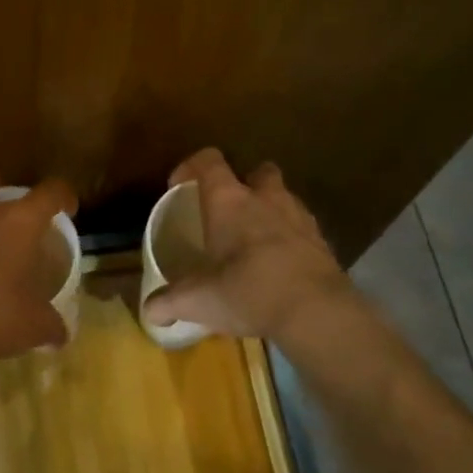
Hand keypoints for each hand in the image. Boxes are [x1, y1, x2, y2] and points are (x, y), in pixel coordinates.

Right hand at [143, 149, 353, 341]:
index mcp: (229, 201)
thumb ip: (168, 302)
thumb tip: (149, 311)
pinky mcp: (323, 242)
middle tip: (229, 211)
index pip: (209, 161)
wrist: (316, 311)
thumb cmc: (247, 291)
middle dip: (244, 184)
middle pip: (258, 171)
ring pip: (284, 198)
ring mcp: (299, 217)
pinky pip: (302, 229)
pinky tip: (280, 265)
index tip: (179, 186)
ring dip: (270, 210)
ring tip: (255, 241)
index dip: (191, 167)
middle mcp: (266, 199)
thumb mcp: (197, 300)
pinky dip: (290, 239)